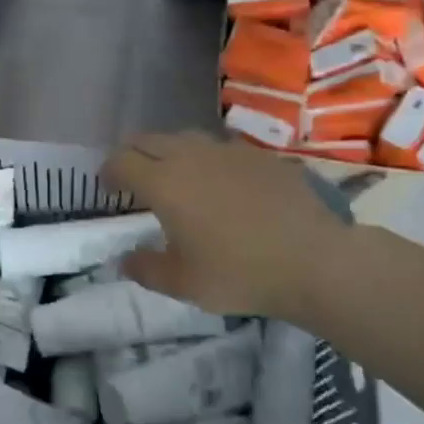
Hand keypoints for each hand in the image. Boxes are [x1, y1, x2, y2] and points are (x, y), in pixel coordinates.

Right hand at [104, 131, 358, 321]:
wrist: (315, 260)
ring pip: (186, 139)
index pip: (121, 161)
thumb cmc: (239, 273)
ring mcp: (229, 151)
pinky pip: (222, 149)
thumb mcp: (182, 284)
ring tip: (178, 178)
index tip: (108, 187)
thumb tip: (125, 259)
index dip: (108, 172)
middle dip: (134, 155)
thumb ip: (145, 268)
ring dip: (171, 153)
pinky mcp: (261, 156)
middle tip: (135, 179)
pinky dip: (209, 161)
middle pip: (149, 140)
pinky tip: (223, 185)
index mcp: (164, 183)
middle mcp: (191, 156)